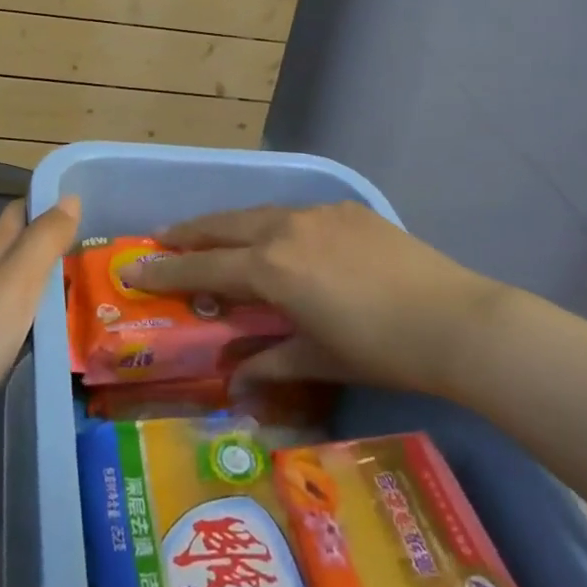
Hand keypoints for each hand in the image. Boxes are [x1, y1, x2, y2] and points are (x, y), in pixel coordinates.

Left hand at [0, 196, 79, 418]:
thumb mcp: (15, 283)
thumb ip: (43, 242)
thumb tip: (70, 197)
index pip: (15, 216)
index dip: (43, 204)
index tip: (81, 203)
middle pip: (17, 255)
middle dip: (51, 247)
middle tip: (98, 252)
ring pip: (18, 293)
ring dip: (49, 288)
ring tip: (91, 293)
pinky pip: (16, 329)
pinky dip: (39, 325)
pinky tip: (60, 338)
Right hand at [123, 203, 509, 400]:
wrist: (452, 320)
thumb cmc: (379, 349)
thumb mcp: (318, 359)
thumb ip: (270, 360)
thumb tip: (235, 378)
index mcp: (271, 267)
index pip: (205, 267)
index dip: (166, 269)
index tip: (134, 266)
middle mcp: (285, 229)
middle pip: (224, 225)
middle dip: (189, 233)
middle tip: (161, 238)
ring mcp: (317, 213)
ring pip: (258, 213)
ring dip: (229, 224)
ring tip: (213, 234)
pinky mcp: (346, 208)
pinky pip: (296, 212)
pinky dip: (273, 224)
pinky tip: (280, 237)